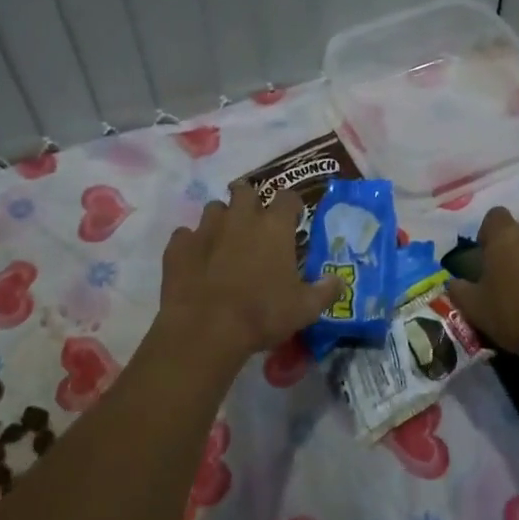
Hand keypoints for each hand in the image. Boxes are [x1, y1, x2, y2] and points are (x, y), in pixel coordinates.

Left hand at [158, 182, 341, 360]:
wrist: (205, 329)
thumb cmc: (262, 314)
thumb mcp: (305, 309)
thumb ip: (325, 291)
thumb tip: (339, 281)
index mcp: (274, 227)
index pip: (288, 197)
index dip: (292, 205)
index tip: (294, 219)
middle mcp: (240, 218)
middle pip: (245, 190)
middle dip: (250, 200)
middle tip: (254, 222)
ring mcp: (205, 229)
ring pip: (214, 209)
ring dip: (221, 220)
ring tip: (224, 241)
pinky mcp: (178, 246)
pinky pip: (185, 235)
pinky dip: (192, 244)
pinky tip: (196, 261)